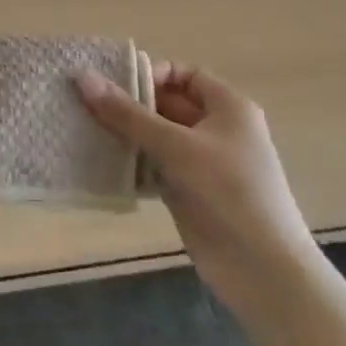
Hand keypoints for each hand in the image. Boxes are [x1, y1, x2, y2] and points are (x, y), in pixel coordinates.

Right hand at [76, 61, 315, 301]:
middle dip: (130, 105)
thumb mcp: (175, 146)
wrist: (262, 271)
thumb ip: (127, 113)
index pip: (184, 74)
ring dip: (126, 135)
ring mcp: (203, 164)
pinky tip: (100, 164)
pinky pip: (155, 166)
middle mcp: (217, 130)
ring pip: (157, 137)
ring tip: (84, 130)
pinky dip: (132, 164)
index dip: (150, 74)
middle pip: (167, 105)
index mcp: (228, 107)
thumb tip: (83, 77)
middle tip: (85, 105)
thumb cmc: (227, 192)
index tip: (113, 85)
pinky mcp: (189, 193)